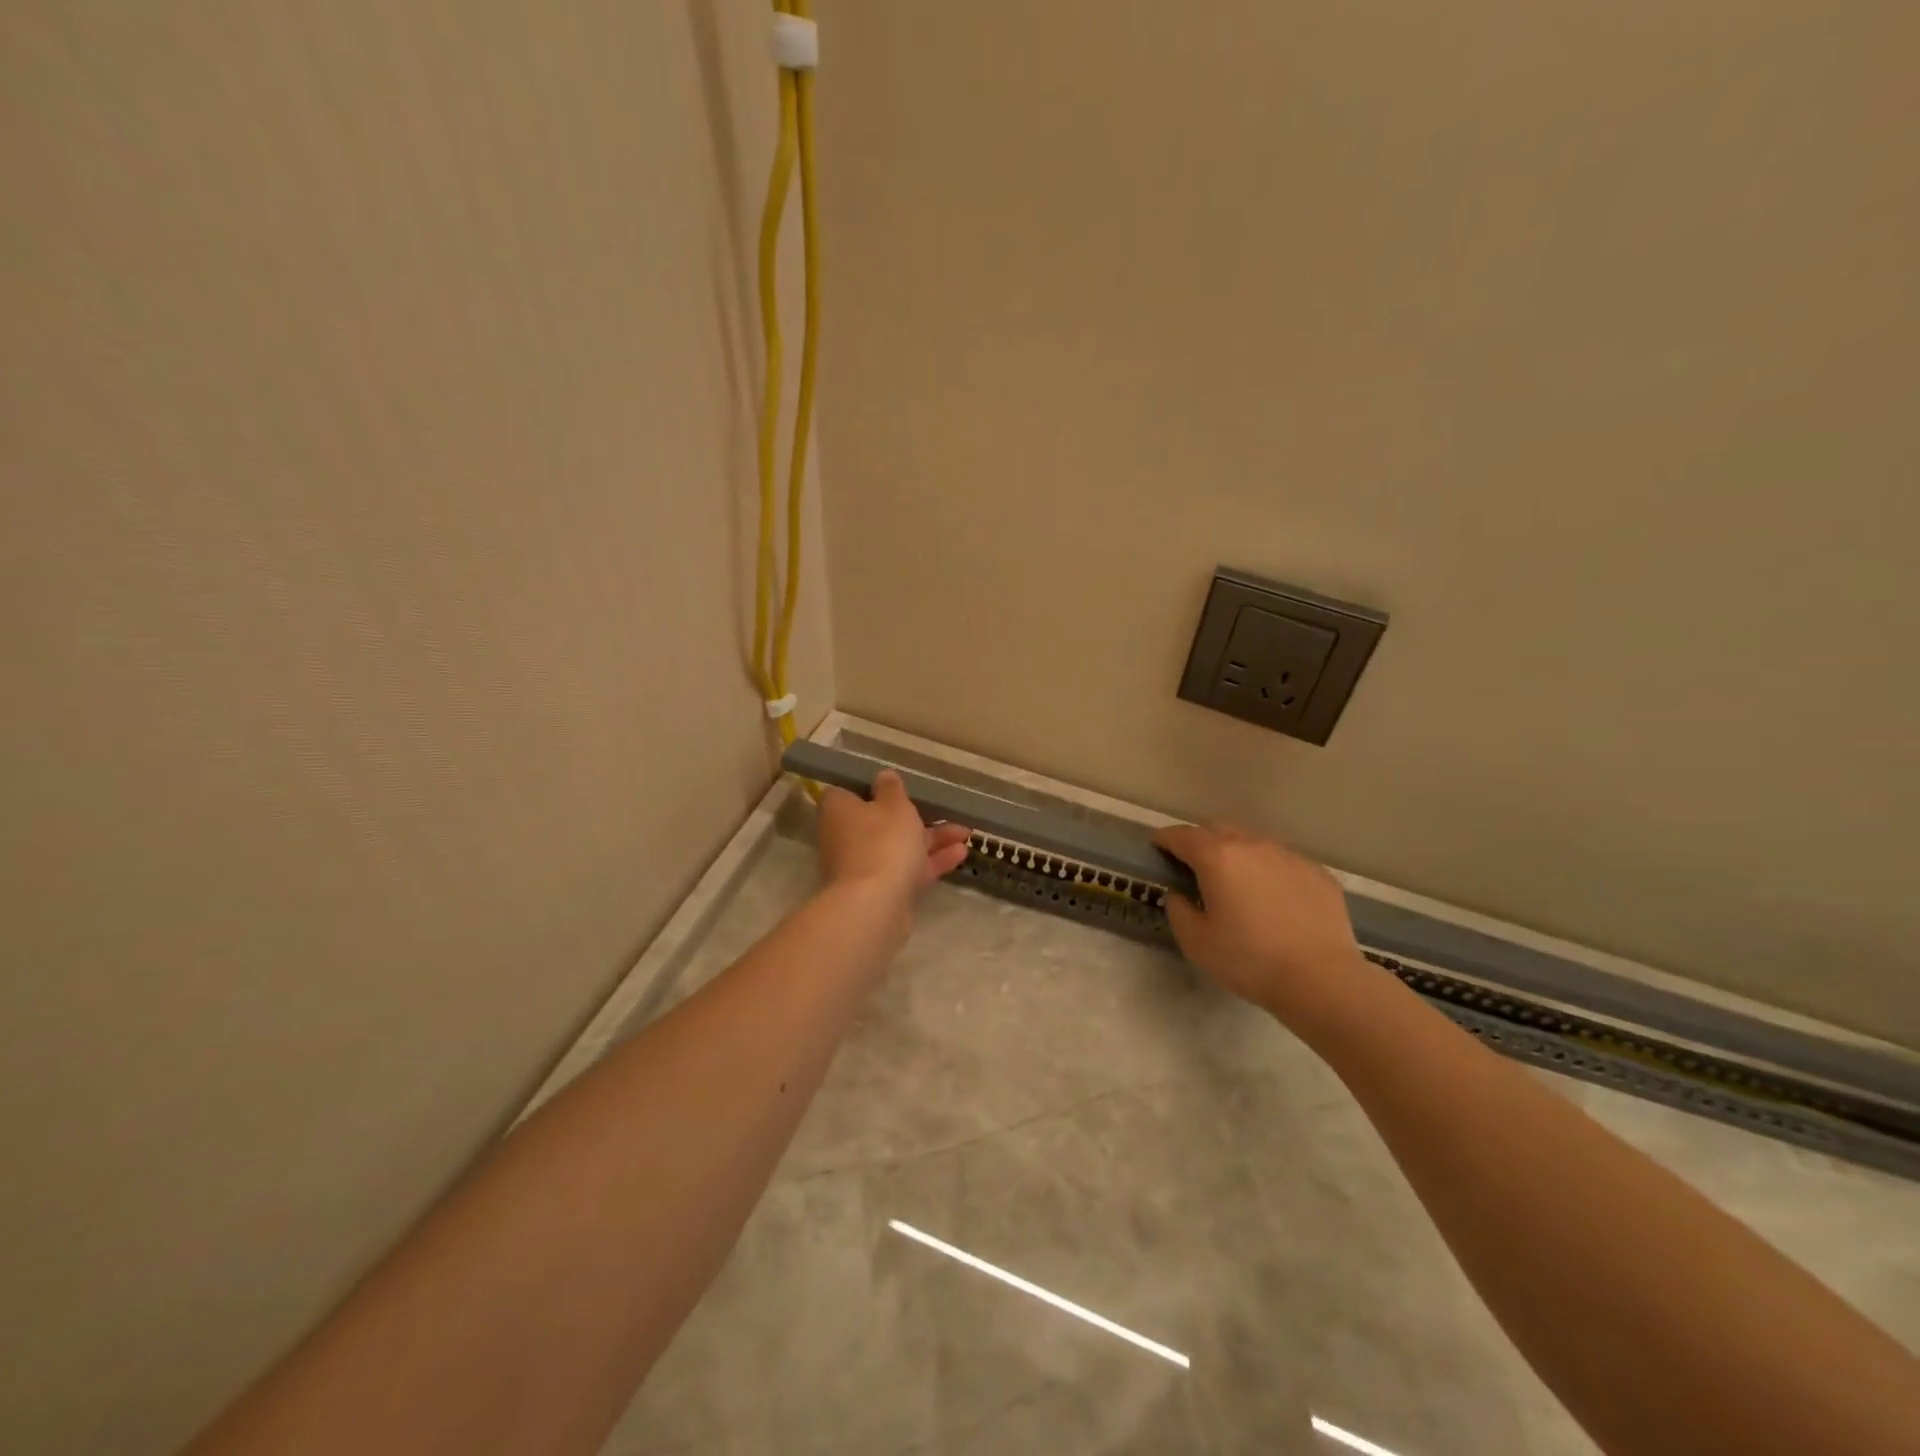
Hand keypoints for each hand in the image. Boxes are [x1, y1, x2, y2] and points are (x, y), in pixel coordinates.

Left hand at [816, 770, 969, 918]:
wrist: (876, 905)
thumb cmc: (883, 842)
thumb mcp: (894, 805)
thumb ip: (892, 789)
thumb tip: (884, 776)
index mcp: (839, 810)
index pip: (849, 792)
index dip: (873, 788)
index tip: (897, 787)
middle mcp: (846, 837)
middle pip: (880, 821)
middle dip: (916, 817)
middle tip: (944, 811)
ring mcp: (863, 866)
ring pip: (899, 846)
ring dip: (932, 839)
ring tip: (965, 833)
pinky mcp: (881, 890)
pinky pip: (908, 869)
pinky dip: (931, 861)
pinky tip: (961, 854)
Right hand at [1152, 822, 1373, 1030]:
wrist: (1321, 979)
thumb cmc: (1249, 960)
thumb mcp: (1196, 942)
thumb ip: (1179, 910)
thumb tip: (1181, 894)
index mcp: (1217, 858)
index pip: (1181, 836)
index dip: (1164, 839)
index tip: (1157, 846)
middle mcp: (1252, 845)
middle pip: (1218, 830)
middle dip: (1200, 841)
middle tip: (1193, 865)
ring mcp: (1289, 856)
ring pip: (1253, 842)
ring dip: (1236, 853)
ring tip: (1235, 880)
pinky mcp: (1317, 873)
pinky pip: (1282, 862)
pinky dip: (1268, 871)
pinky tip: (1272, 898)